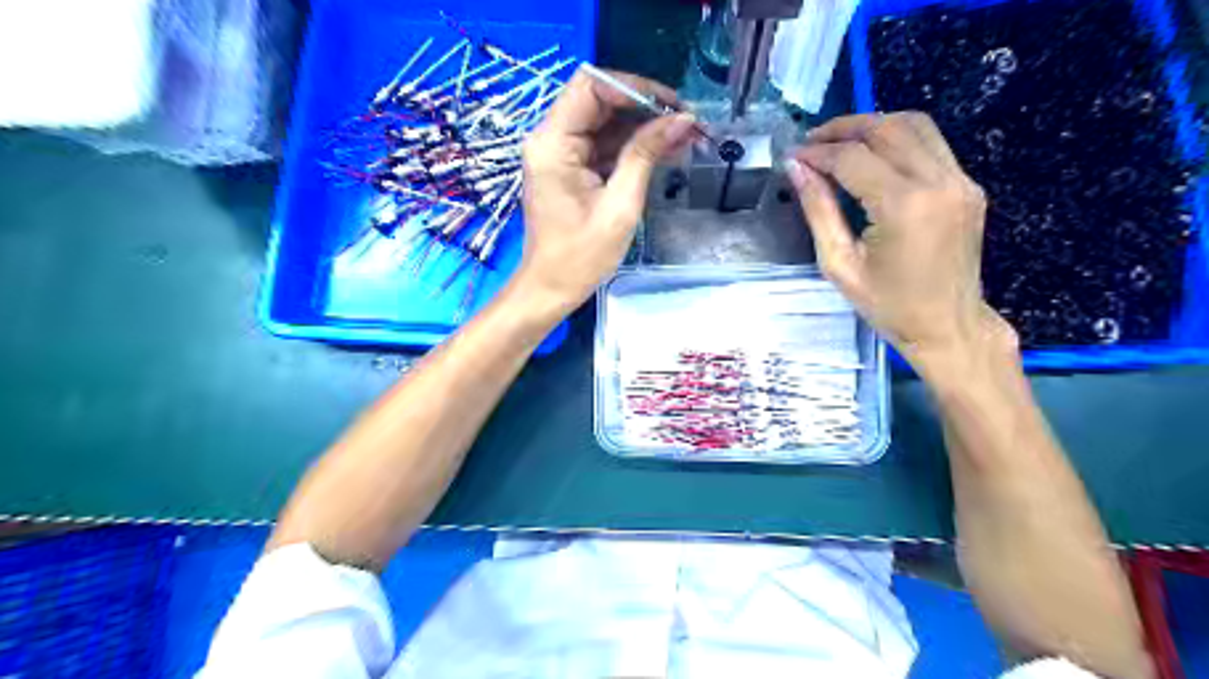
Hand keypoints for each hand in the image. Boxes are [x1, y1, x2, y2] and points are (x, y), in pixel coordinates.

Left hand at [511, 68, 699, 312]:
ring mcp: (560, 154)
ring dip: (643, 128)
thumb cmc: (581, 256)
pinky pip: (603, 146)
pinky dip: (632, 148)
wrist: (551, 289)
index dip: (633, 88)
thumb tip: (683, 120)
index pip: (591, 87)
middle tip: (686, 123)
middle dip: (644, 108)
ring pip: (605, 123)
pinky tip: (665, 152)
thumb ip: (646, 155)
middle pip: (599, 101)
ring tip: (684, 138)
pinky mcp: (570, 169)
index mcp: (553, 144)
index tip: (671, 106)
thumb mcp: (620, 205)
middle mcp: (551, 140)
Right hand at [789, 112, 1013, 377]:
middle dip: (843, 128)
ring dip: (873, 125)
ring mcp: (961, 180)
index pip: (853, 158)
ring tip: (839, 142)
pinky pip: (931, 144)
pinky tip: (873, 157)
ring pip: (915, 125)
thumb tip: (797, 169)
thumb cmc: (888, 306)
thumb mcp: (839, 265)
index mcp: (904, 207)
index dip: (818, 153)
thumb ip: (818, 211)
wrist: (948, 326)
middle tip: (811, 142)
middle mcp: (938, 182)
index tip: (792, 157)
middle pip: (886, 129)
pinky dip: (898, 139)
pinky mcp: (968, 185)